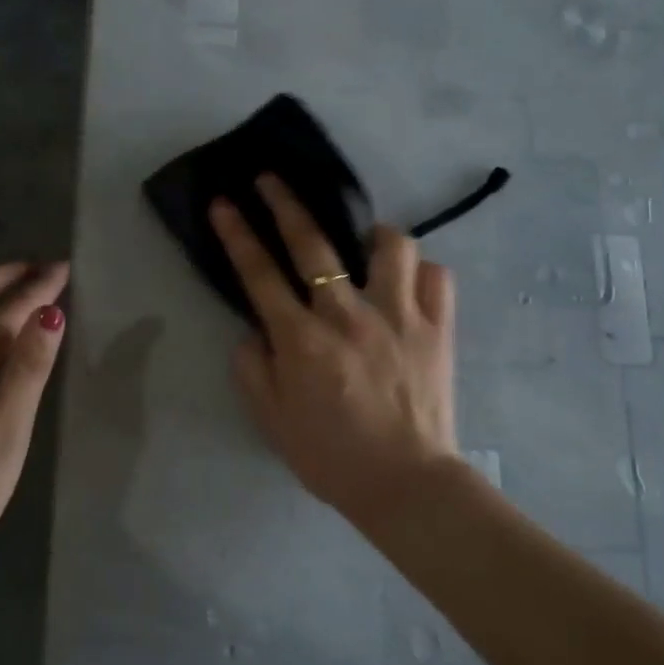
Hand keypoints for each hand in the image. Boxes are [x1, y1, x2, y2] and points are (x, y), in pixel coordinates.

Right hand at [210, 176, 458, 525]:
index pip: (260, 274)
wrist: (406, 485)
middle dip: (286, 203)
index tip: (224, 202)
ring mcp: (399, 317)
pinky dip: (421, 273)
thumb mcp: (271, 421)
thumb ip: (252, 369)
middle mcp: (348, 317)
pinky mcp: (439, 328)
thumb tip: (254, 330)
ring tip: (365, 244)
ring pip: (391, 246)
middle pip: (314, 244)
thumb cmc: (331, 457)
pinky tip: (409, 285)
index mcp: (302, 341)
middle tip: (271, 179)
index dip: (237, 234)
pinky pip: (437, 277)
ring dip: (373, 235)